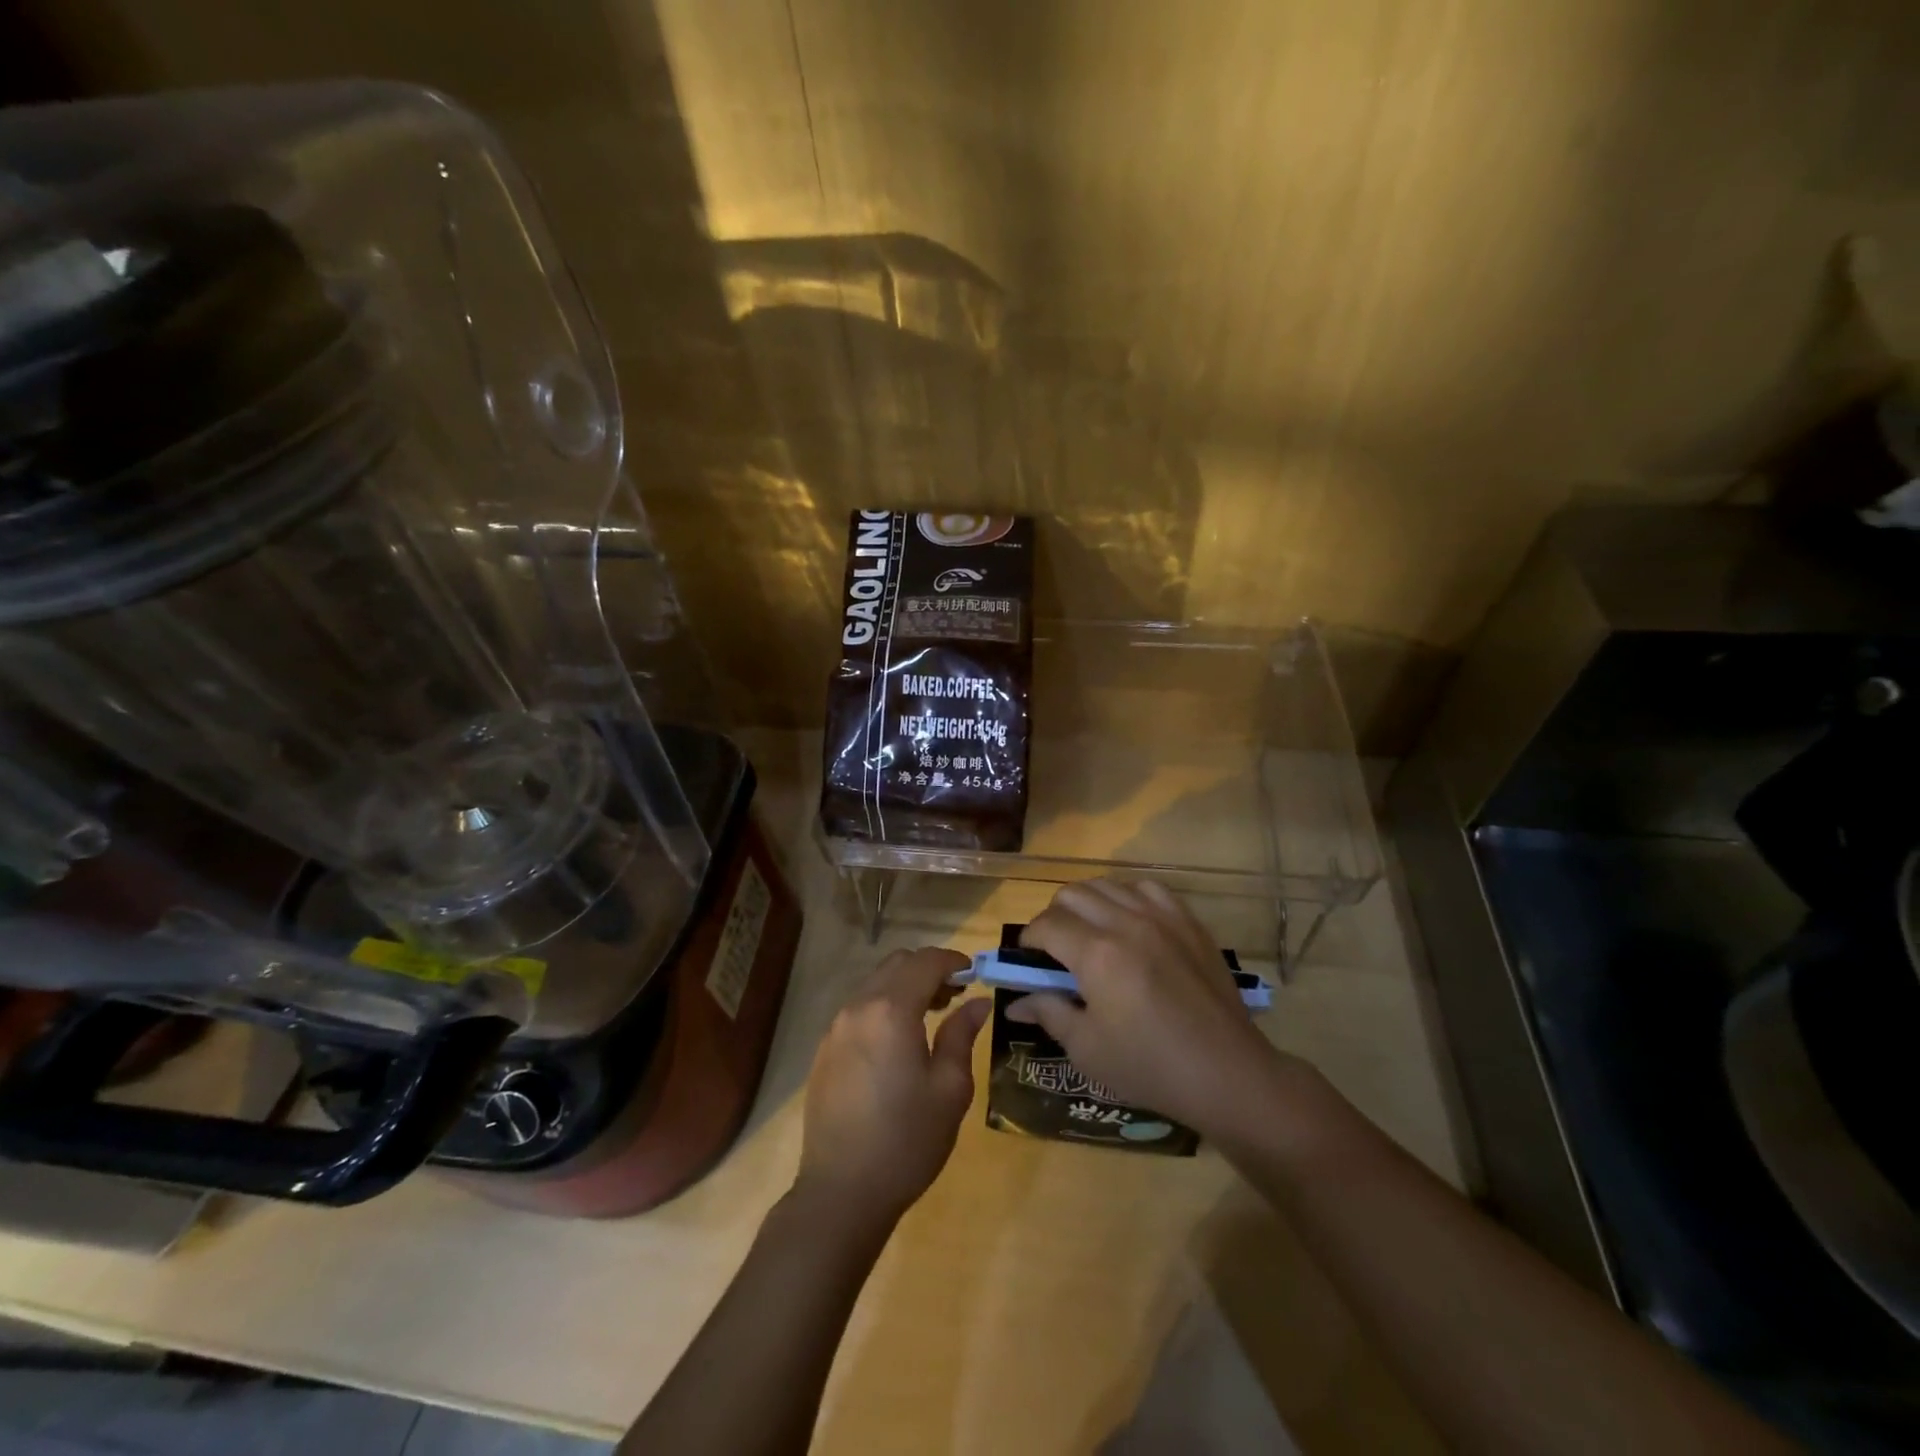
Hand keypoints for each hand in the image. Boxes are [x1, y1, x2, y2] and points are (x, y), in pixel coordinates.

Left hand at [795, 947, 990, 1226]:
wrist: (841, 1192)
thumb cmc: (907, 1140)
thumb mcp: (950, 1089)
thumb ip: (962, 1035)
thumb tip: (978, 1002)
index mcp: (891, 1010)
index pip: (926, 962)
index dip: (954, 961)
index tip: (975, 974)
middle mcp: (858, 1007)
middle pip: (897, 964)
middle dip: (929, 969)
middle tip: (956, 995)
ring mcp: (836, 1027)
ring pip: (875, 983)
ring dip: (905, 986)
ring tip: (931, 1016)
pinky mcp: (825, 1049)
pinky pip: (859, 1008)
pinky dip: (884, 1005)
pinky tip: (899, 1041)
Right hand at [1007, 879, 1292, 1137]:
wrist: (1226, 1073)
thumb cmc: (1149, 1067)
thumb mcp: (1087, 1049)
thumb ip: (1048, 1013)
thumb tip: (1015, 1003)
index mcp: (1096, 954)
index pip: (1046, 925)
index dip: (1029, 940)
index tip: (1029, 960)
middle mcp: (1126, 923)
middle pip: (1072, 894)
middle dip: (1054, 916)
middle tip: (1057, 949)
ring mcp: (1161, 917)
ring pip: (1107, 884)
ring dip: (1088, 903)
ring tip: (1091, 933)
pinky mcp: (1188, 921)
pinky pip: (1148, 888)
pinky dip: (1128, 897)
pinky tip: (1130, 922)